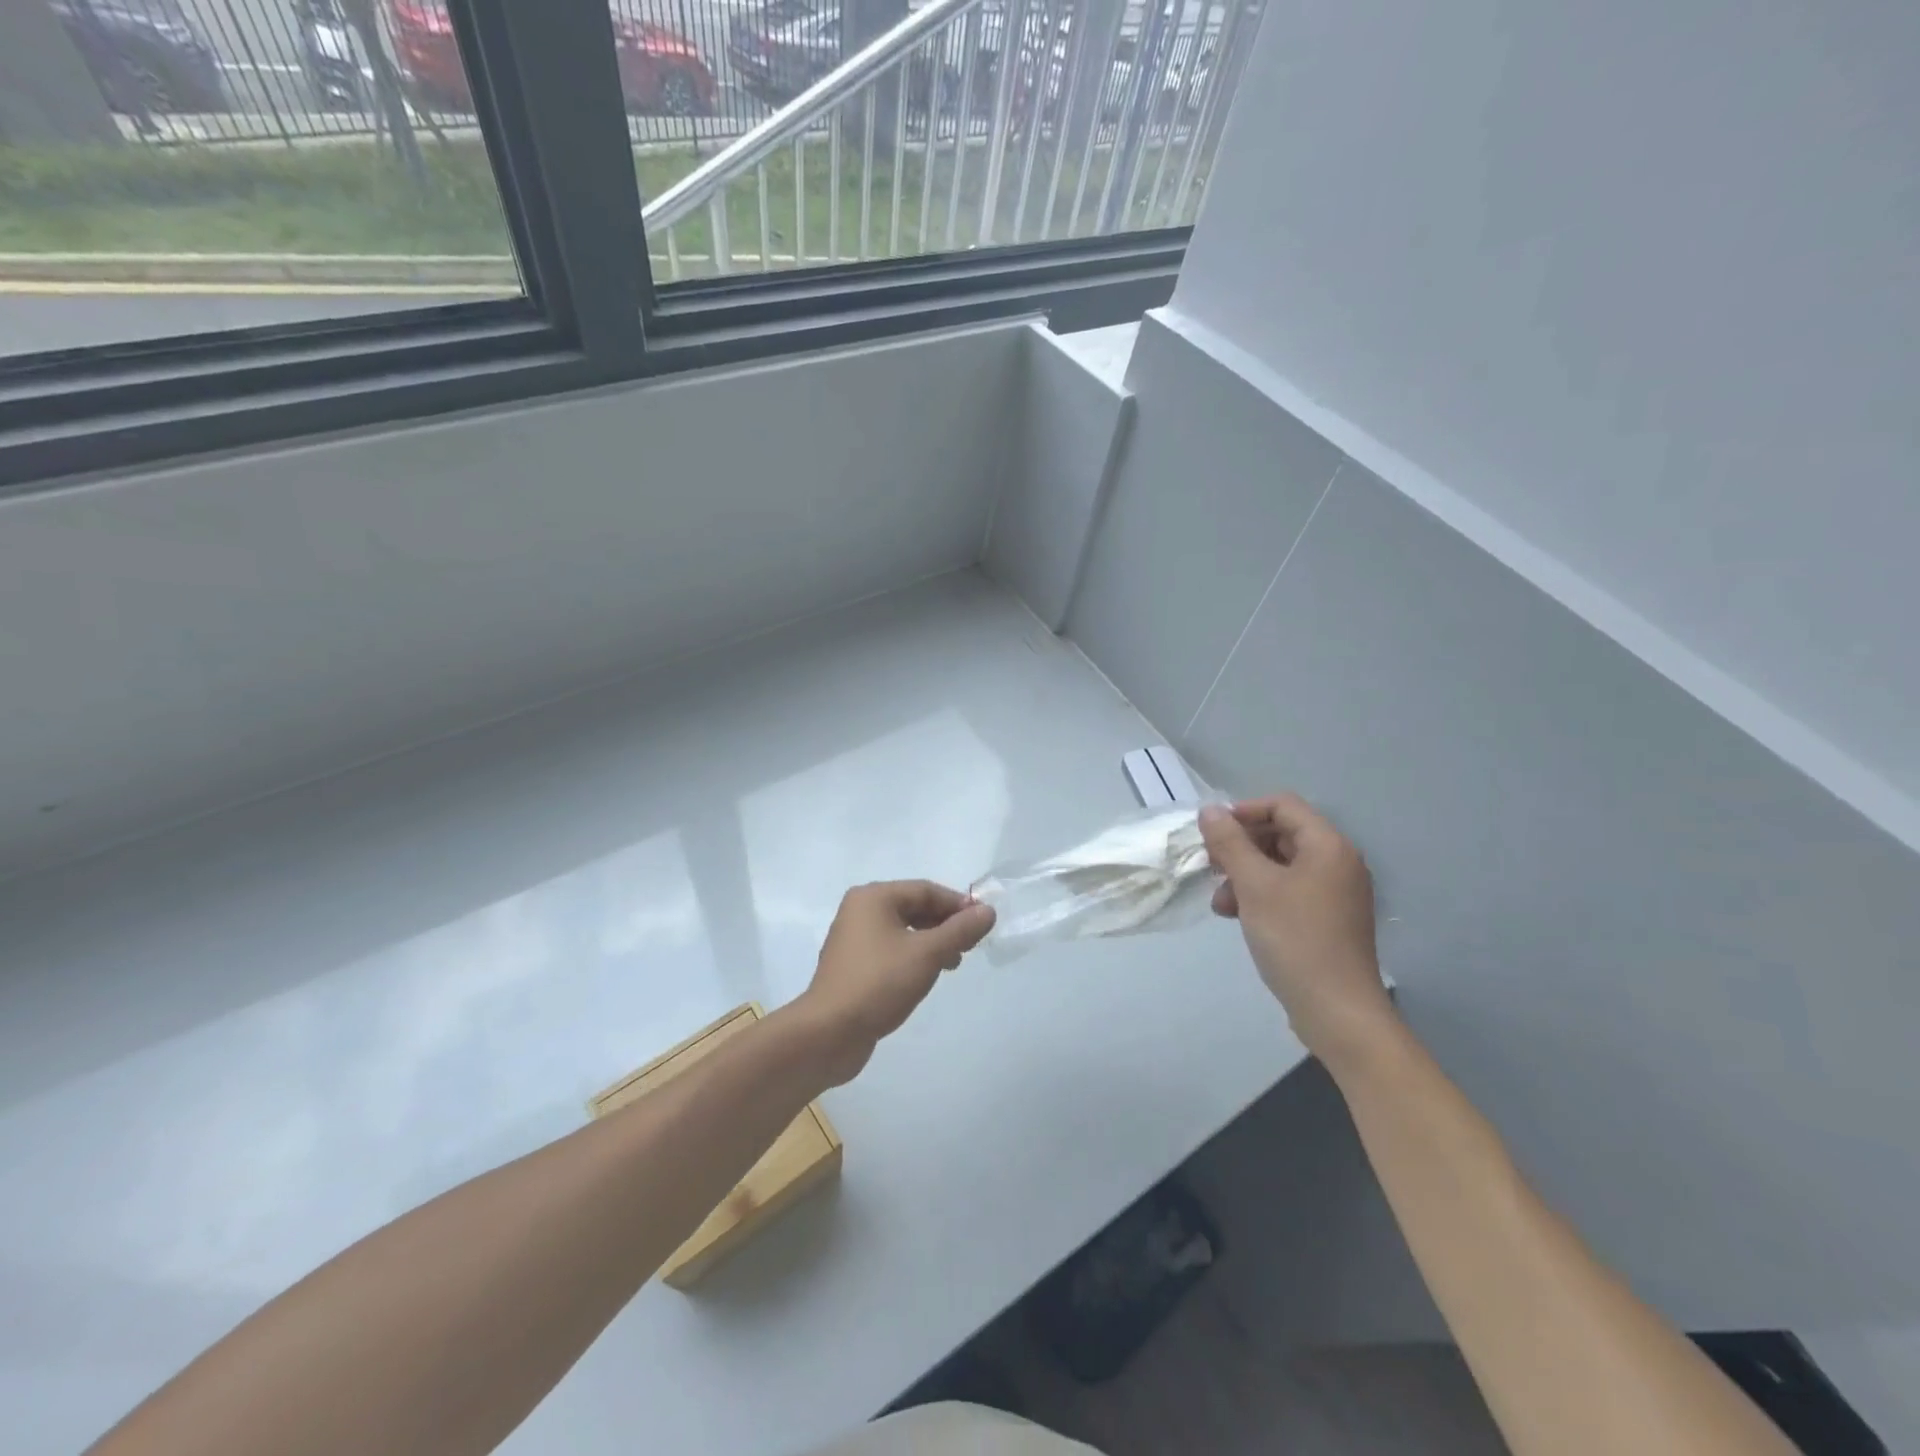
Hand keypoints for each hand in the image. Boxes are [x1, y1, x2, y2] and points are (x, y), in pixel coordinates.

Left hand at [793, 881, 995, 1084]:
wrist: (828, 1033)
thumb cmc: (879, 983)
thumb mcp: (927, 954)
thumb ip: (960, 930)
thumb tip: (987, 911)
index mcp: (873, 897)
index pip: (925, 890)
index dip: (958, 904)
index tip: (983, 924)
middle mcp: (860, 911)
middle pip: (913, 907)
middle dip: (945, 924)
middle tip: (971, 945)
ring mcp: (853, 939)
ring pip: (903, 930)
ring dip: (931, 942)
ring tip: (954, 963)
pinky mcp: (853, 965)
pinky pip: (891, 950)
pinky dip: (913, 956)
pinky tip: (927, 975)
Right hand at [1200, 796, 1395, 1069]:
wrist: (1337, 1011)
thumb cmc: (1295, 938)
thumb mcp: (1254, 885)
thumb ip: (1229, 843)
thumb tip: (1210, 810)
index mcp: (1328, 846)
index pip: (1282, 805)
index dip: (1243, 812)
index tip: (1211, 833)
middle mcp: (1337, 862)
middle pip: (1281, 834)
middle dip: (1241, 848)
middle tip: (1211, 866)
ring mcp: (1335, 893)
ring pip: (1280, 865)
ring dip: (1245, 875)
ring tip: (1221, 902)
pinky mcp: (1328, 919)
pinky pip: (1289, 891)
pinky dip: (1260, 896)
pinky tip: (1237, 916)